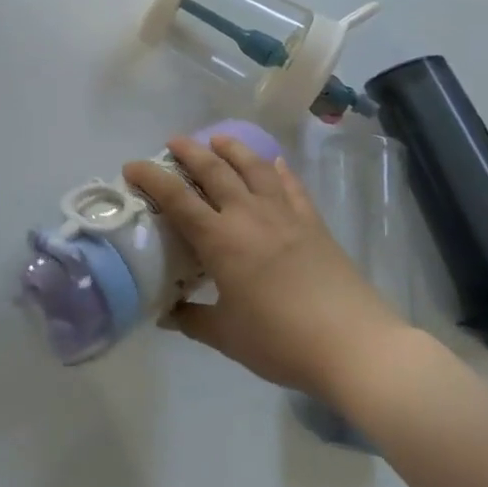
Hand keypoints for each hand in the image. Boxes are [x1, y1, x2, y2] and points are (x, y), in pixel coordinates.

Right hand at [120, 134, 412, 398]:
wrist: (356, 347)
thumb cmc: (282, 341)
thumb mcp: (226, 336)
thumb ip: (192, 319)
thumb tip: (166, 313)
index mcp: (220, 240)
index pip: (176, 198)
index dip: (150, 177)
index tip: (131, 166)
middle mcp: (248, 215)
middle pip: (214, 169)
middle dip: (189, 151)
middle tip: (173, 143)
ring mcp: (285, 215)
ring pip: (254, 167)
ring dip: (232, 148)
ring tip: (218, 139)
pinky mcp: (314, 223)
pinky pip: (292, 186)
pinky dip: (278, 169)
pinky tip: (274, 162)